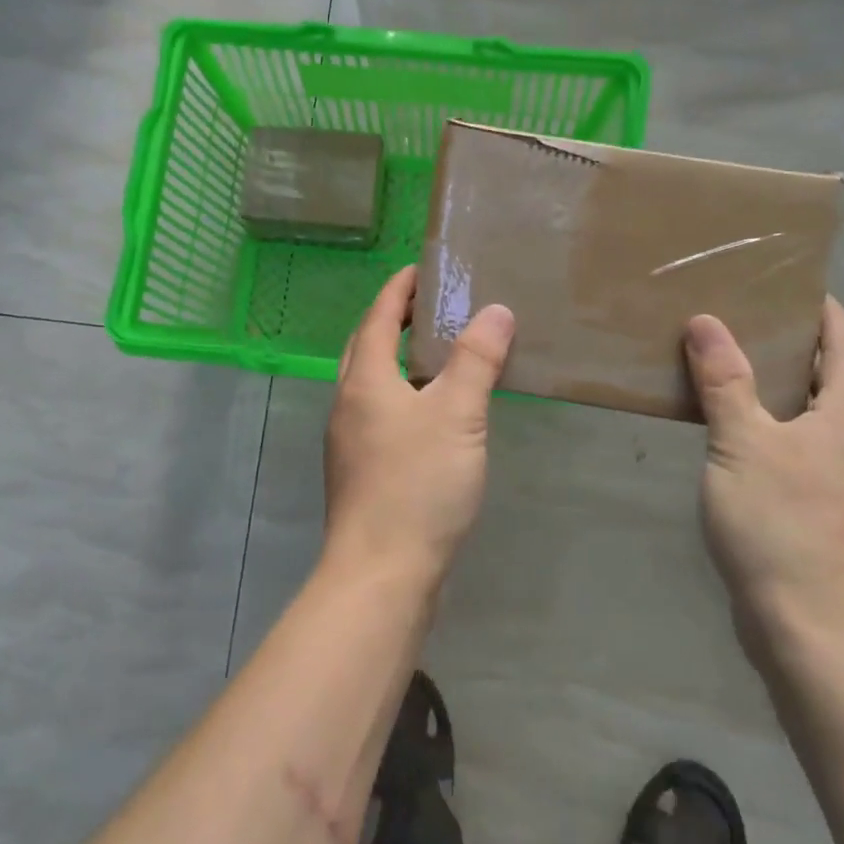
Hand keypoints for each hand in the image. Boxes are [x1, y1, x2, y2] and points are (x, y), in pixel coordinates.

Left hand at [323, 267, 514, 587]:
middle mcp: (348, 404)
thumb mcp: (457, 415)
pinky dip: (404, 394)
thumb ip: (476, 360)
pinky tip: (432, 412)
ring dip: (399, 359)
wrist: (381, 574)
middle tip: (432, 306)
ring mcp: (350, 440)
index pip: (378, 317)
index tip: (421, 269)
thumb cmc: (417, 485)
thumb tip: (495, 311)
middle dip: (394, 319)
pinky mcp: (362, 471)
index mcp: (364, 380)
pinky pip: (381, 413)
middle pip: (367, 346)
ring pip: (372, 382)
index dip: (399, 289)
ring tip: (439, 353)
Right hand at [684, 297, 843, 657]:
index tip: (785, 281)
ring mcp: (838, 477)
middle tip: (738, 313)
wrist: (809, 628)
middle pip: (829, 374)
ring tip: (725, 359)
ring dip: (774, 383)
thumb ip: (725, 381)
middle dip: (790, 341)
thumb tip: (707, 321)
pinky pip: (791, 443)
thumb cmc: (781, 524)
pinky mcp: (816, 506)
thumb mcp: (743, 443)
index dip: (821, 310)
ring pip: (808, 411)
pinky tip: (727, 425)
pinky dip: (764, 420)